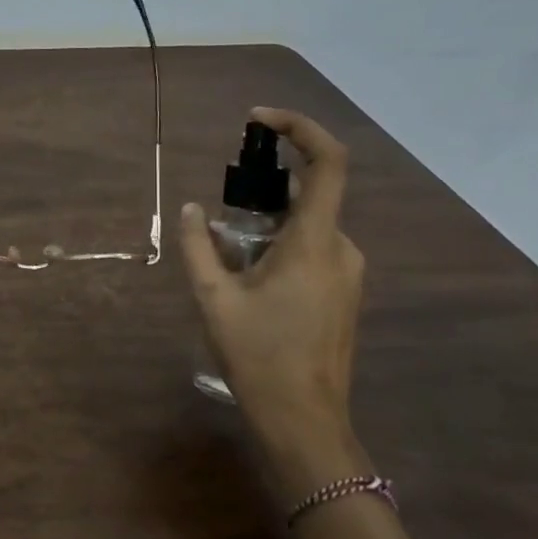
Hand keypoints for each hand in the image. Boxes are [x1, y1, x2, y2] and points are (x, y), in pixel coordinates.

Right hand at [179, 108, 366, 491]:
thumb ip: (198, 246)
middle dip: (264, 188)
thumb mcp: (214, 297)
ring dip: (267, 220)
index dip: (299, 129)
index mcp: (314, 242)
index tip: (258, 120)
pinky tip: (248, 273)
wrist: (303, 417)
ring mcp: (347, 271)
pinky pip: (312, 247)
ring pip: (308, 223)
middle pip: (309, 193)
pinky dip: (279, 241)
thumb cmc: (258, 354)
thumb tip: (190, 209)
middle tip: (221, 205)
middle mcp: (340, 248)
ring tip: (226, 249)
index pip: (327, 163)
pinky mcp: (343, 291)